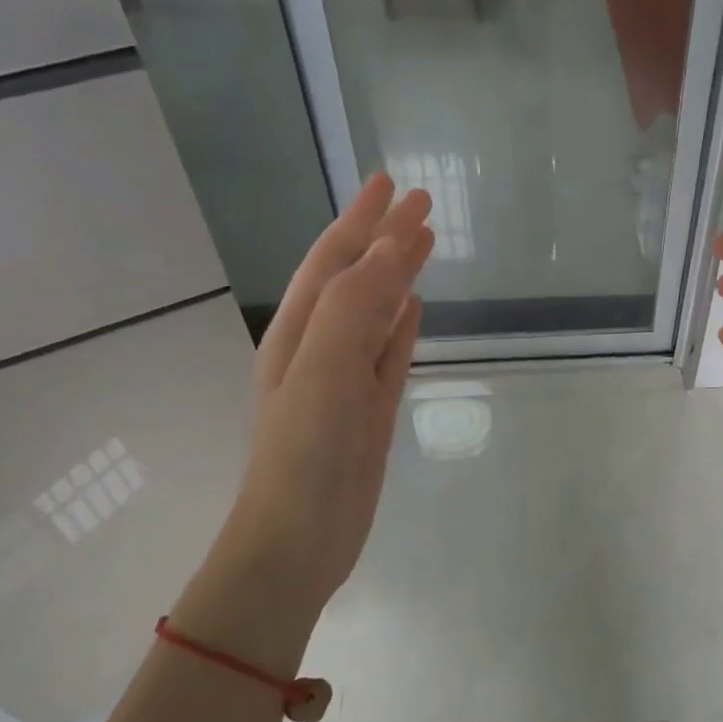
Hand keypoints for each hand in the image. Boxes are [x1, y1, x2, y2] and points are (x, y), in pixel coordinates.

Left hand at [174, 175, 432, 669]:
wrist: (300, 538)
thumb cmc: (305, 452)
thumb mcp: (325, 367)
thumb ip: (357, 306)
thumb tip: (393, 251)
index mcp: (300, 331)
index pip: (335, 259)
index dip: (363, 220)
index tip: (394, 183)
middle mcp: (320, 348)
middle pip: (358, 279)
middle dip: (385, 238)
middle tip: (421, 203)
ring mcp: (347, 382)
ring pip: (377, 314)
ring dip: (397, 278)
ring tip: (423, 245)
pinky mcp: (370, 413)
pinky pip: (389, 356)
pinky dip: (402, 329)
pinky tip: (415, 311)